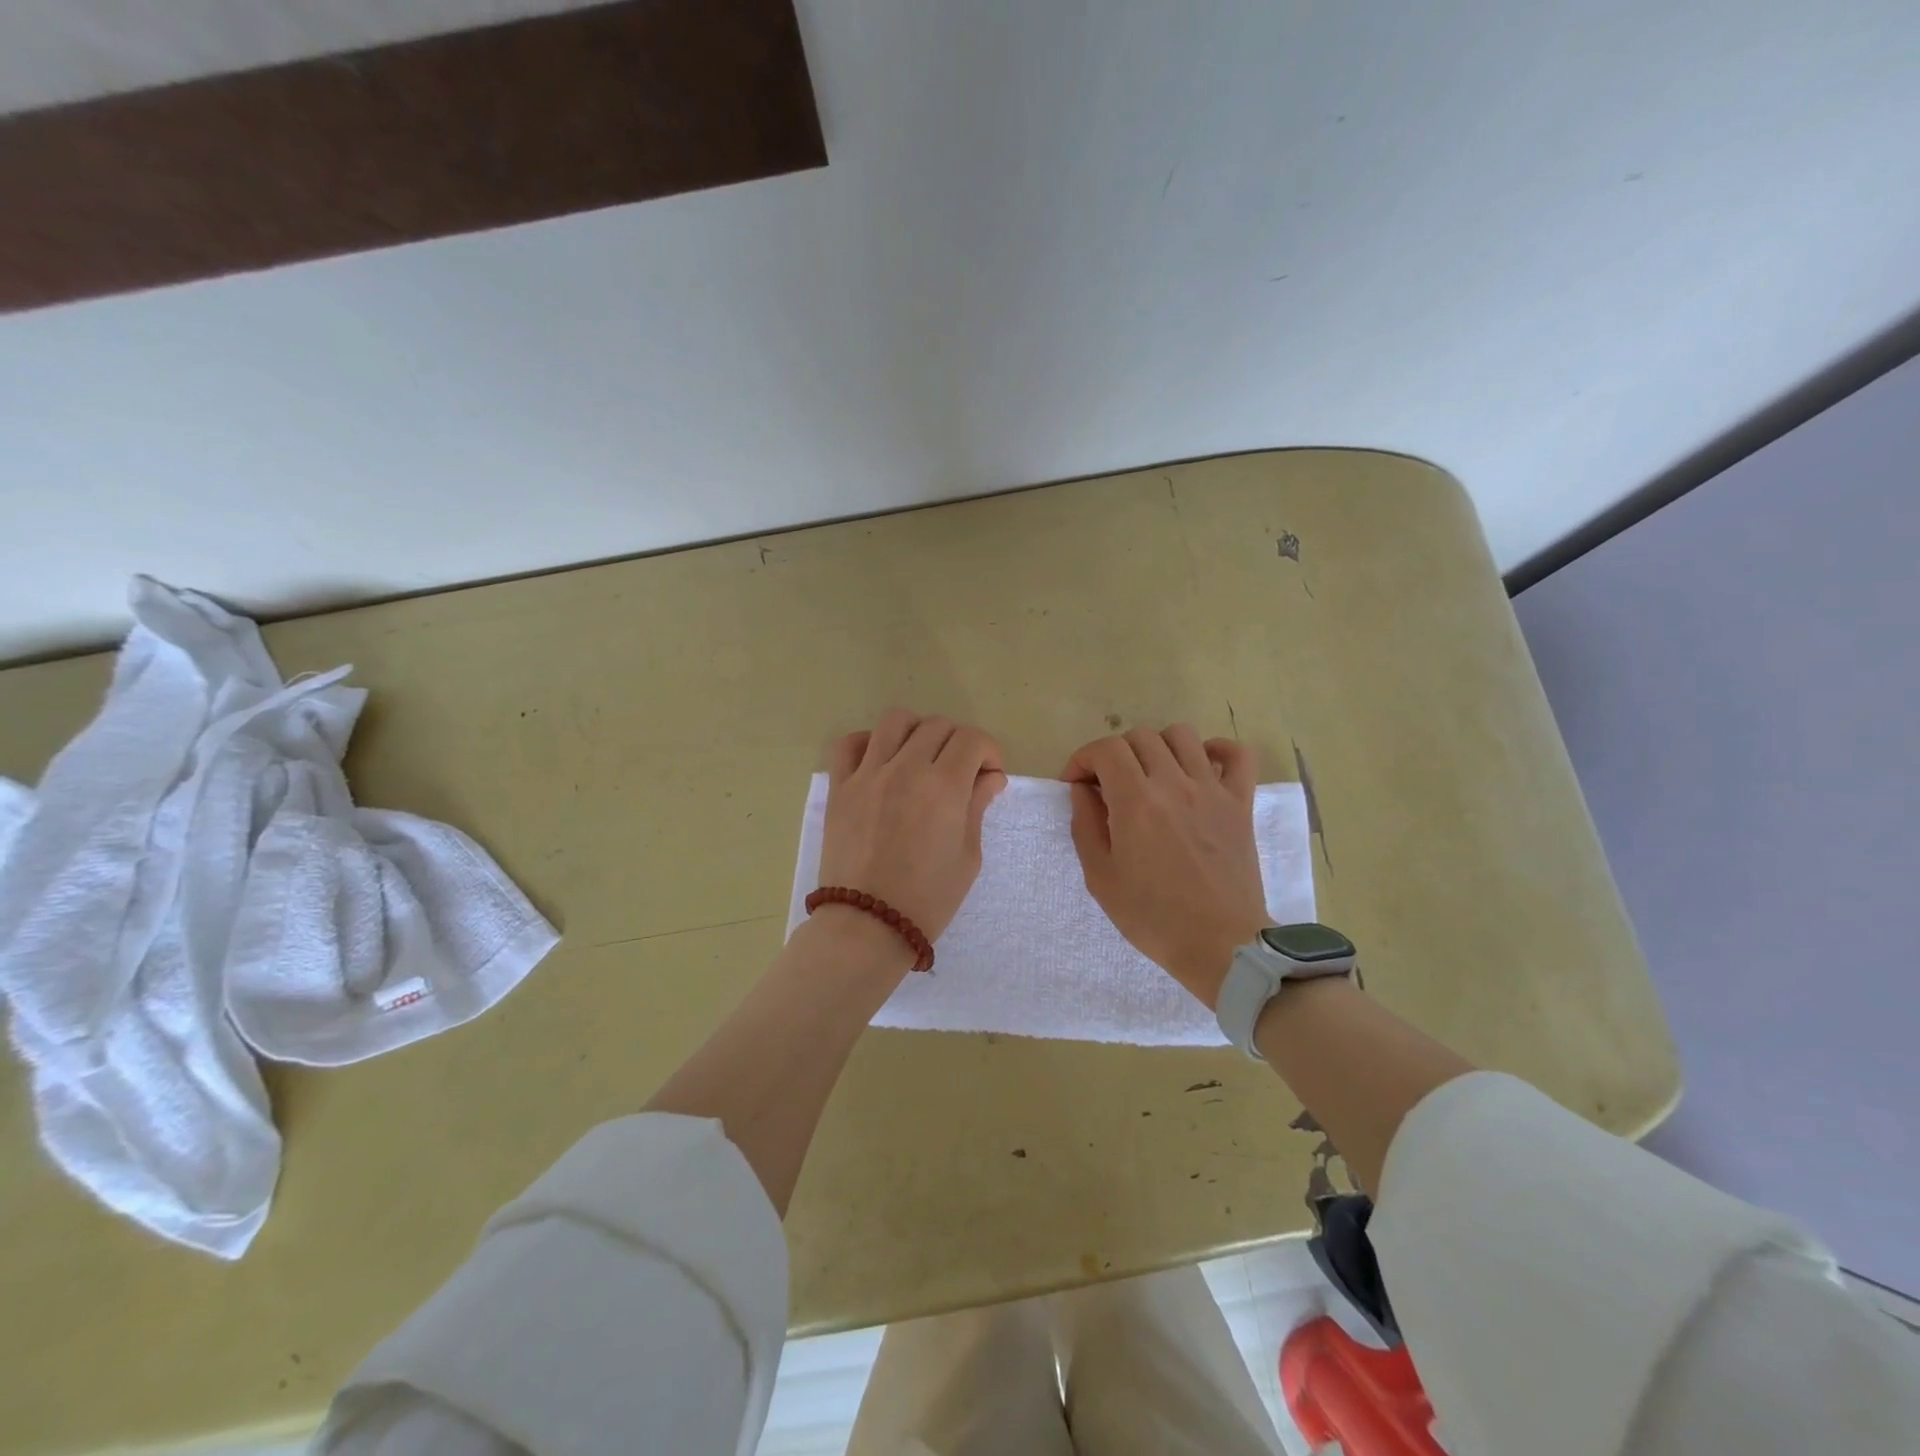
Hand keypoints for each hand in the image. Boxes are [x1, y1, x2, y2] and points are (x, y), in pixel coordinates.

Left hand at [819, 709, 1007, 947]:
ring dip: (916, 731)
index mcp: (943, 786)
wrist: (869, 925)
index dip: (988, 751)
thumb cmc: (929, 898)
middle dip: (958, 742)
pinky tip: (880, 761)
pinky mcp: (839, 787)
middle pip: (938, 726)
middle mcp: (905, 768)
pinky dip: (868, 742)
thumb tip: (990, 777)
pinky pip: (849, 743)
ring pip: (895, 721)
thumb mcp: (968, 855)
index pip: (972, 739)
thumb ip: (977, 806)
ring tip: (920, 756)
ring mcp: (868, 774)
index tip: (988, 775)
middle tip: (959, 772)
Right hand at [1064, 725, 1266, 1008]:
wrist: (1220, 945)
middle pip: (1139, 737)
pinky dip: (1217, 749)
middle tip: (1108, 785)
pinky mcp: (1241, 803)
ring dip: (1157, 747)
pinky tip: (1200, 767)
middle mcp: (1174, 784)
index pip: (1105, 749)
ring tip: (1150, 775)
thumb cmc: (1153, 917)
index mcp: (1136, 802)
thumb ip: (1085, 825)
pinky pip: (1237, 755)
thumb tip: (1083, 790)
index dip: (1082, 759)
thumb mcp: (1100, 878)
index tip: (1077, 784)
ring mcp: (1213, 790)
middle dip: (1114, 754)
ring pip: (1182, 735)